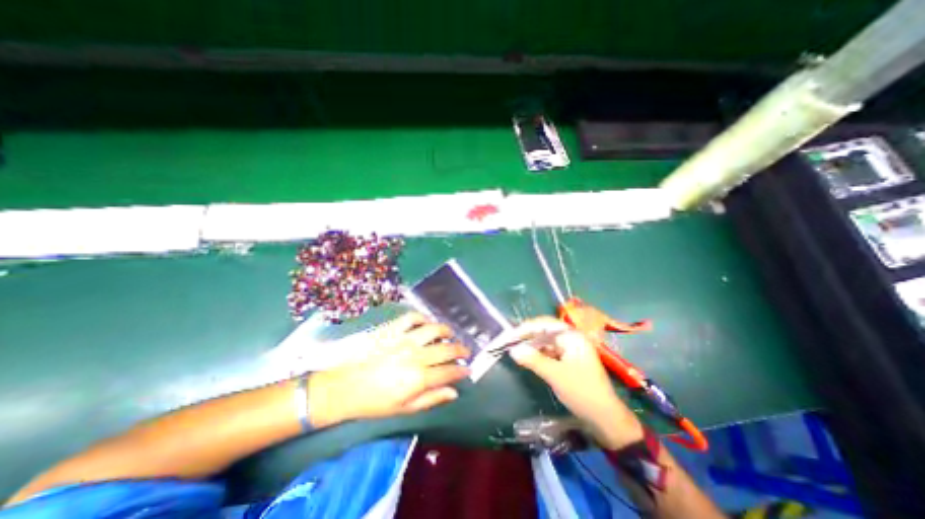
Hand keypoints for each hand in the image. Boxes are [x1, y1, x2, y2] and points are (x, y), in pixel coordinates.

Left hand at [309, 312, 470, 424]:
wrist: (343, 387)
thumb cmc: (374, 402)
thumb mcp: (404, 409)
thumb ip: (431, 399)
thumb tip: (454, 392)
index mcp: (419, 378)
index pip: (449, 371)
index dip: (462, 370)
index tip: (468, 369)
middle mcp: (416, 355)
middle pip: (446, 348)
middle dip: (460, 350)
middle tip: (465, 351)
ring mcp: (403, 339)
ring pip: (434, 328)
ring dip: (446, 330)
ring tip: (449, 334)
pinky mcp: (392, 329)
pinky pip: (412, 317)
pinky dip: (423, 318)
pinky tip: (426, 323)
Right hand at [505, 317, 644, 449]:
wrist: (605, 418)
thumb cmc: (581, 392)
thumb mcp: (554, 375)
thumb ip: (533, 360)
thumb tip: (513, 350)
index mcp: (572, 336)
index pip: (545, 324)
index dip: (526, 328)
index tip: (510, 336)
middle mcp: (571, 338)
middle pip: (545, 332)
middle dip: (528, 337)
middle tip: (510, 343)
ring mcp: (571, 349)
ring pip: (546, 342)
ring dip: (532, 346)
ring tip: (517, 351)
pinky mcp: (569, 360)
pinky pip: (550, 352)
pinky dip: (539, 354)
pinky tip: (529, 359)